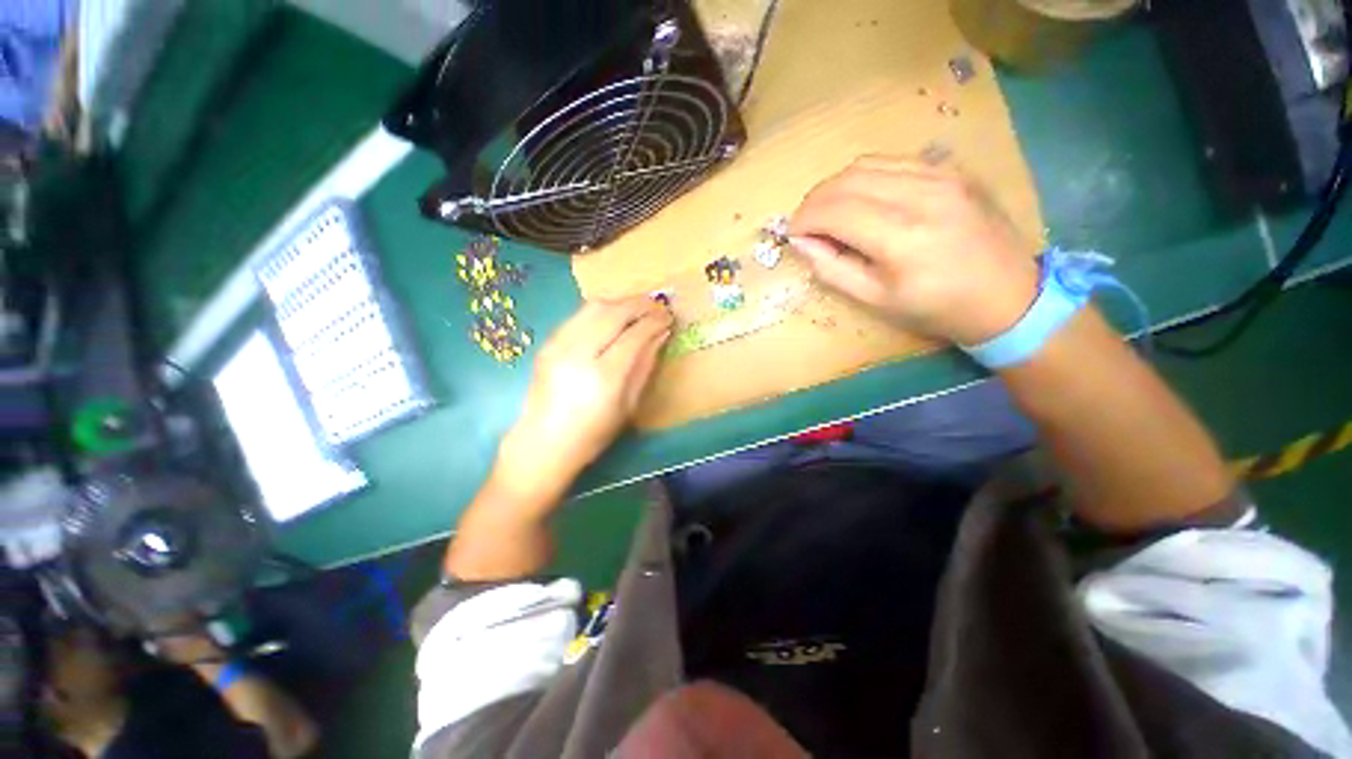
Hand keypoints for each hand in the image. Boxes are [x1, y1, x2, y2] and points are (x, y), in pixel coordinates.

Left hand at [493, 297, 672, 505]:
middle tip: (658, 305)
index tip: (668, 316)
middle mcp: (579, 353)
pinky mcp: (547, 343)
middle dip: (640, 304)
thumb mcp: (629, 405)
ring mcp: (558, 345)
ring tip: (638, 308)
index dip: (654, 321)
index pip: (634, 334)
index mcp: (604, 376)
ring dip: (621, 302)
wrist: (543, 443)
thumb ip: (645, 365)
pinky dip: (601, 310)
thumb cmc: (593, 433)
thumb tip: (661, 334)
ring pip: (594, 306)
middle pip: (613, 312)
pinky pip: (579, 315)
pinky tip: (613, 317)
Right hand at [788, 155, 1040, 345]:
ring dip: (836, 186)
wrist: (1008, 295)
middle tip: (805, 224)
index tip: (793, 235)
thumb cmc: (936, 307)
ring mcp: (942, 174)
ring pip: (867, 163)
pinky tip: (861, 200)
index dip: (804, 219)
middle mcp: (922, 193)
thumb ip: (832, 268)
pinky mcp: (952, 168)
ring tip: (828, 212)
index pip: (834, 210)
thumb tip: (801, 242)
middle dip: (814, 200)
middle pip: (846, 179)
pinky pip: (893, 161)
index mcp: (902, 237)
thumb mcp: (875, 300)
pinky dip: (865, 177)